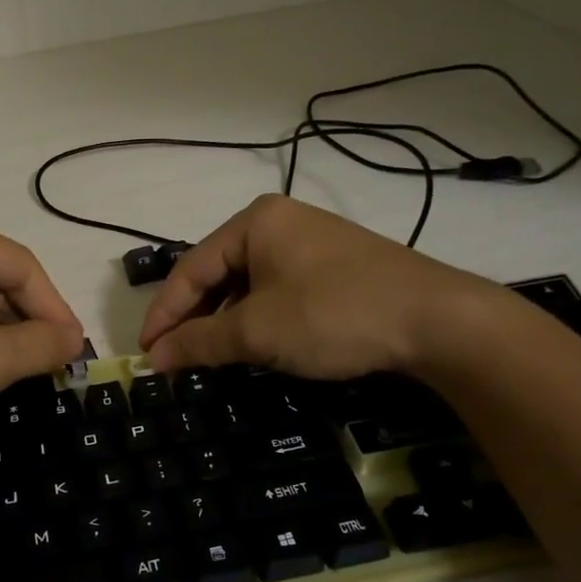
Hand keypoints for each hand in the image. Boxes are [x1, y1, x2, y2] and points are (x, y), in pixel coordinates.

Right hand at [138, 195, 508, 381]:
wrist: (436, 320)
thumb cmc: (333, 314)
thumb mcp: (257, 331)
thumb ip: (199, 342)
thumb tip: (153, 358)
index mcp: (254, 222)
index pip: (190, 268)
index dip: (163, 314)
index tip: (144, 354)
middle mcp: (279, 223)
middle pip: (217, 273)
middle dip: (194, 318)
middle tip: (173, 360)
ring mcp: (311, 243)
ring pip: (248, 285)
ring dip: (225, 322)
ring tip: (209, 358)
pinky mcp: (334, 267)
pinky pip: (278, 290)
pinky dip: (258, 319)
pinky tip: (255, 345)